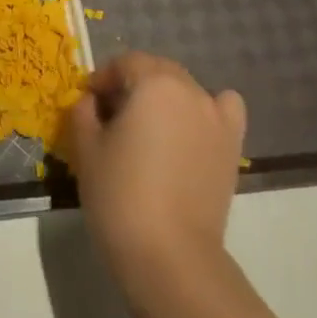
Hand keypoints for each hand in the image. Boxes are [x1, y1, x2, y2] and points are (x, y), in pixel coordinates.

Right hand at [69, 52, 245, 293]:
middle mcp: (190, 89)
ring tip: (149, 129)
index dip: (103, 79)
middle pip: (157, 71)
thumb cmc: (120, 196)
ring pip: (186, 89)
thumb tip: (91, 100)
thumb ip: (84, 113)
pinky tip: (191, 131)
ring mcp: (216, 116)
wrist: (169, 254)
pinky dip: (206, 110)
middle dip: (132, 84)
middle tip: (111, 117)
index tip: (88, 102)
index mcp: (153, 83)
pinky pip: (223, 108)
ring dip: (164, 97)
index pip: (125, 63)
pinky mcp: (232, 145)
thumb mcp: (86, 150)